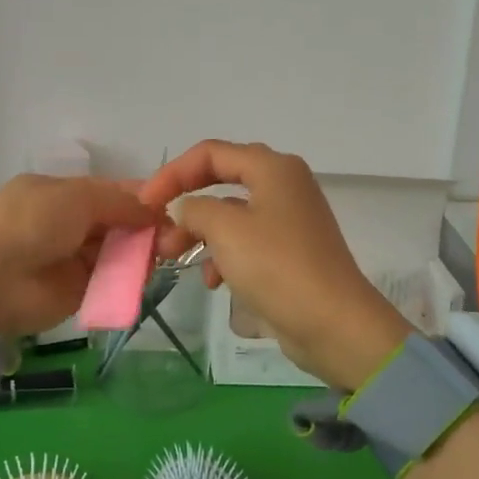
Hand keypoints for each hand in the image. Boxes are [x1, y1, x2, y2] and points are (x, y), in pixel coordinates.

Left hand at [0, 176, 160, 337]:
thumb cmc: (30, 225)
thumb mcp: (76, 197)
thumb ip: (119, 201)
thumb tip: (154, 208)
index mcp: (62, 193)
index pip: (111, 191)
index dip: (140, 197)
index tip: (171, 206)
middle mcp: (70, 222)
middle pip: (119, 222)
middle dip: (145, 227)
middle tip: (172, 237)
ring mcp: (74, 257)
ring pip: (119, 251)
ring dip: (140, 253)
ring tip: (161, 256)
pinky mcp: (79, 291)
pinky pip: (112, 281)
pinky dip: (129, 279)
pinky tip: (145, 276)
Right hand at [140, 140, 410, 390]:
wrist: (334, 324)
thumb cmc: (277, 266)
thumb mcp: (225, 230)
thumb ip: (194, 208)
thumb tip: (183, 208)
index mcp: (273, 168)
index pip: (210, 153)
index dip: (172, 174)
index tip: (144, 203)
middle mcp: (284, 185)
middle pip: (220, 181)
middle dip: (185, 206)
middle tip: (157, 231)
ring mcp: (289, 220)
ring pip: (231, 216)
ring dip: (200, 234)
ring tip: (174, 259)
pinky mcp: (291, 252)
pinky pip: (246, 242)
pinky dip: (224, 256)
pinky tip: (214, 282)